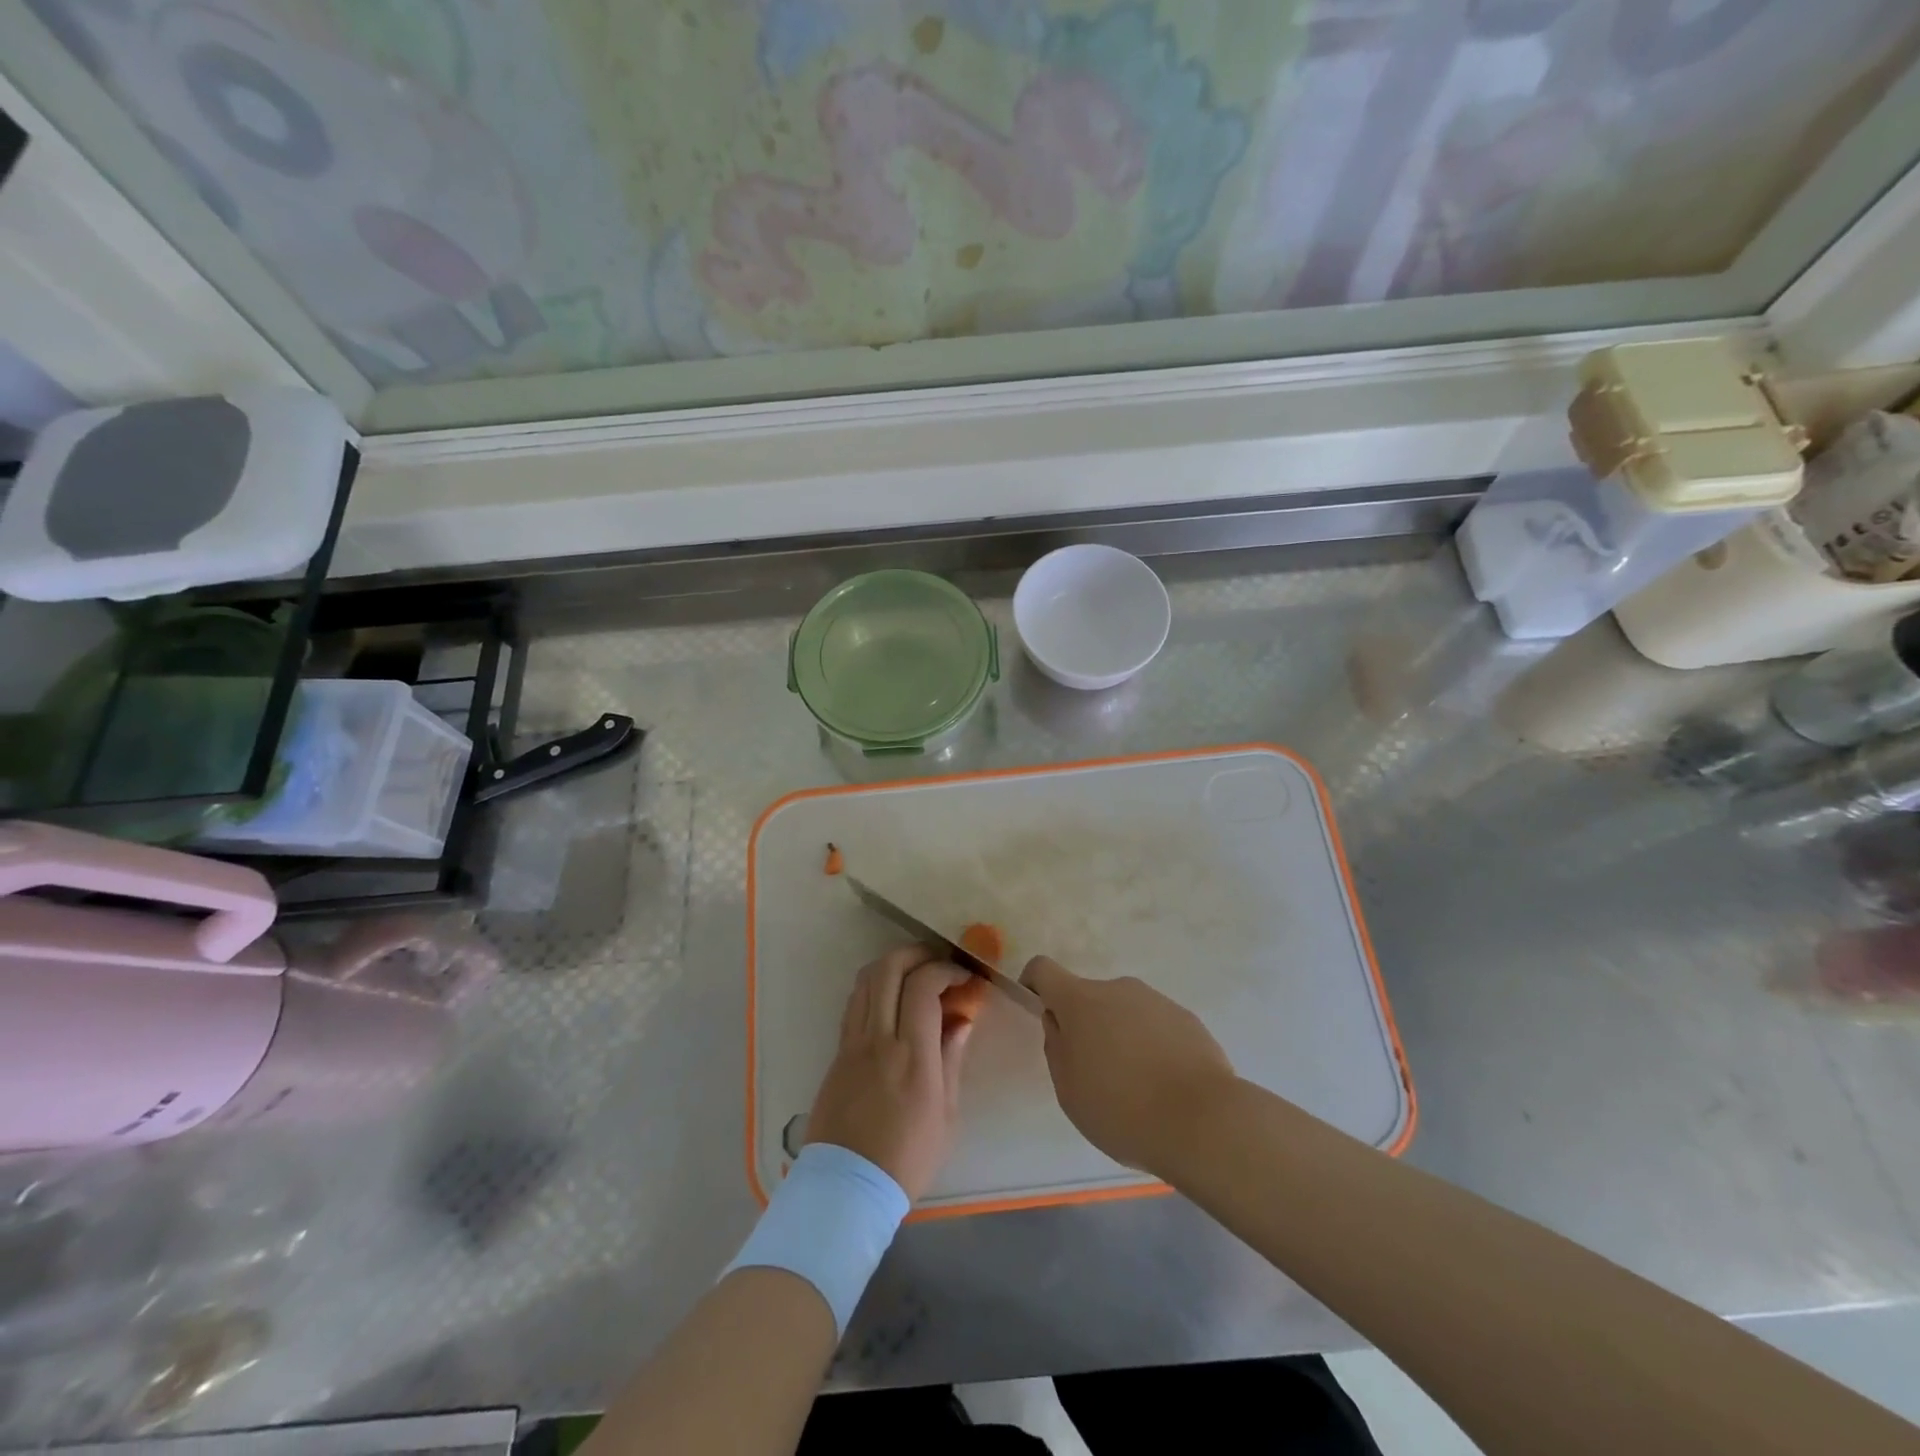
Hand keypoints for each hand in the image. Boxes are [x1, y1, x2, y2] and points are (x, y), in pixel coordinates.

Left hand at [804, 944, 974, 1200]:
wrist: (847, 1187)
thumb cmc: (907, 1158)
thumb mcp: (946, 1114)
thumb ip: (952, 1059)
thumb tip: (961, 1020)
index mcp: (912, 1057)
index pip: (923, 987)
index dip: (945, 970)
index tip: (962, 977)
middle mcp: (879, 1039)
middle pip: (889, 969)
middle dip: (917, 954)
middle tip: (938, 962)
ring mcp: (852, 1043)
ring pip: (866, 980)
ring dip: (893, 965)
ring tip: (915, 974)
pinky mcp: (837, 1052)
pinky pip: (855, 1003)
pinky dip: (875, 987)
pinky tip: (892, 1001)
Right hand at [1019, 955, 1235, 1175]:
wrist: (1202, 1121)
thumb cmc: (1121, 1109)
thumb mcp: (1068, 1090)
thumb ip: (1056, 1047)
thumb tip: (1059, 1022)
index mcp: (1080, 1001)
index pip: (1043, 969)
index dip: (1034, 984)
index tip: (1038, 1009)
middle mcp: (1118, 989)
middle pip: (1089, 997)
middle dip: (1086, 1025)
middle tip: (1095, 1073)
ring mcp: (1156, 1000)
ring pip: (1124, 1012)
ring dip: (1121, 1036)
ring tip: (1137, 1087)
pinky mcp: (1187, 1019)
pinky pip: (1156, 1026)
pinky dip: (1152, 1046)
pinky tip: (1165, 1086)